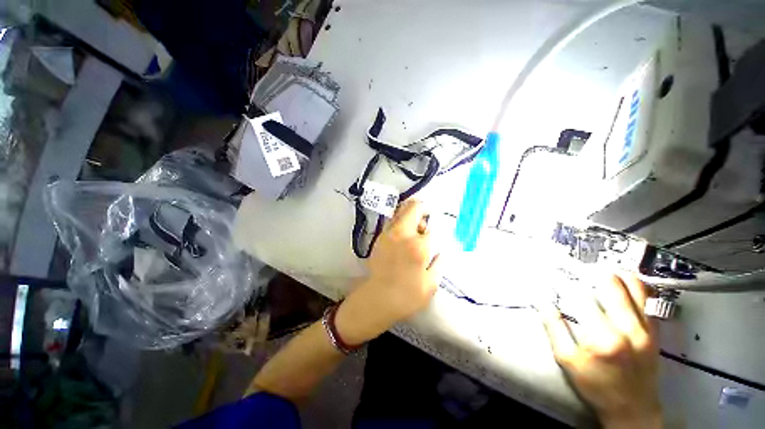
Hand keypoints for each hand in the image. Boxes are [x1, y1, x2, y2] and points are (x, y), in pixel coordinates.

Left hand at [336, 199, 439, 344]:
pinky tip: (404, 238)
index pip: (431, 224)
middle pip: (412, 207)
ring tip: (416, 231)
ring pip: (400, 211)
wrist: (378, 299)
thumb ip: (440, 261)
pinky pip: (393, 221)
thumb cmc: (408, 295)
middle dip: (423, 210)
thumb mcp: (432, 283)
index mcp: (417, 245)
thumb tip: (442, 248)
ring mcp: (388, 234)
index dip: (437, 225)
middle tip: (427, 224)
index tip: (438, 231)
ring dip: (411, 215)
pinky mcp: (379, 238)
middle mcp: (401, 234)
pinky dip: (401, 222)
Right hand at [539, 274, 661, 428]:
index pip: (579, 297)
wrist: (633, 408)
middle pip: (609, 284)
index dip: (562, 281)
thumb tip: (541, 300)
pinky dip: (634, 283)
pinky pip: (648, 297)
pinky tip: (621, 279)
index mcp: (603, 339)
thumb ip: (554, 328)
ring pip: (633, 285)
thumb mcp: (567, 361)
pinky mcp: (655, 330)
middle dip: (587, 270)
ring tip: (596, 268)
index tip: (551, 272)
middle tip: (574, 266)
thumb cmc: (595, 386)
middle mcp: (628, 329)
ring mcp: (646, 328)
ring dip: (612, 272)